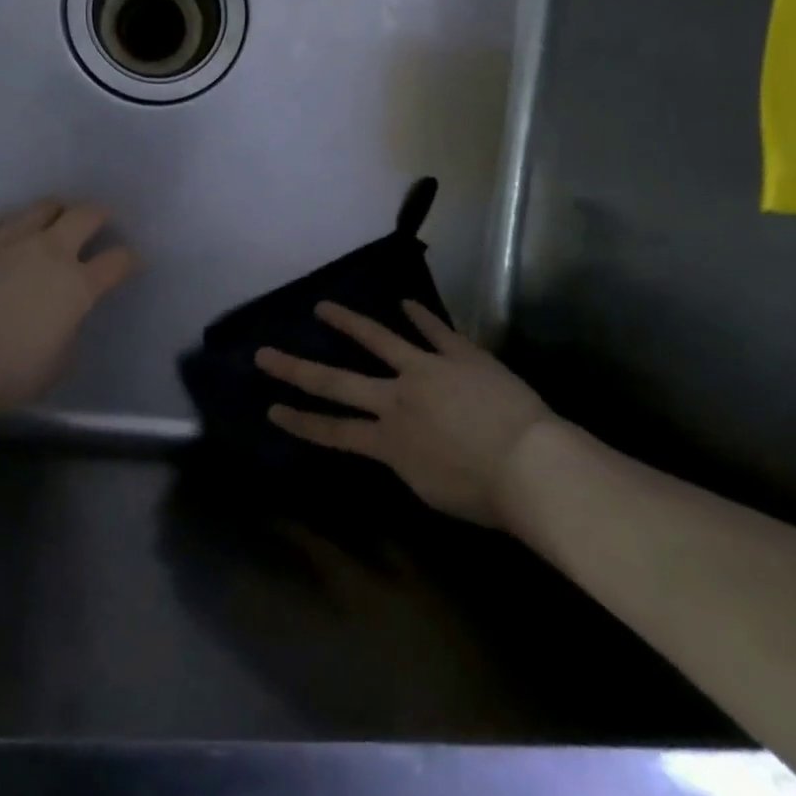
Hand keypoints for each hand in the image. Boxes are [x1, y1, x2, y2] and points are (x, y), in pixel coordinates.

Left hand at [0, 198, 138, 416]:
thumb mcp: (55, 364)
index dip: (128, 259)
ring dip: (51, 215)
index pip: (119, 260)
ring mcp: (7, 238)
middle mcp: (49, 250)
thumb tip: (64, 318)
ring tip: (45, 228)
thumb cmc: (3, 373)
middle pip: (86, 214)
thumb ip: (68, 332)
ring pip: (42, 207)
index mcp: (78, 284)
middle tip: (93, 228)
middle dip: (97, 217)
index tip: (127, 264)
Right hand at [256, 301, 551, 528]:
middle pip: (336, 381)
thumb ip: (405, 461)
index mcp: (388, 440)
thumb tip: (397, 444)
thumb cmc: (483, 493)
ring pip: (379, 339)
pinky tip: (405, 302)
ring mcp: (427, 369)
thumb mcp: (429, 488)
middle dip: (296, 368)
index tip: (271, 408)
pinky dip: (420, 315)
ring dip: (348, 323)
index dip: (300, 420)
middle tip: (265, 353)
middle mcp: (396, 399)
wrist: (529, 464)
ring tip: (323, 307)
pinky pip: (435, 330)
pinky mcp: (459, 354)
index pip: (332, 430)